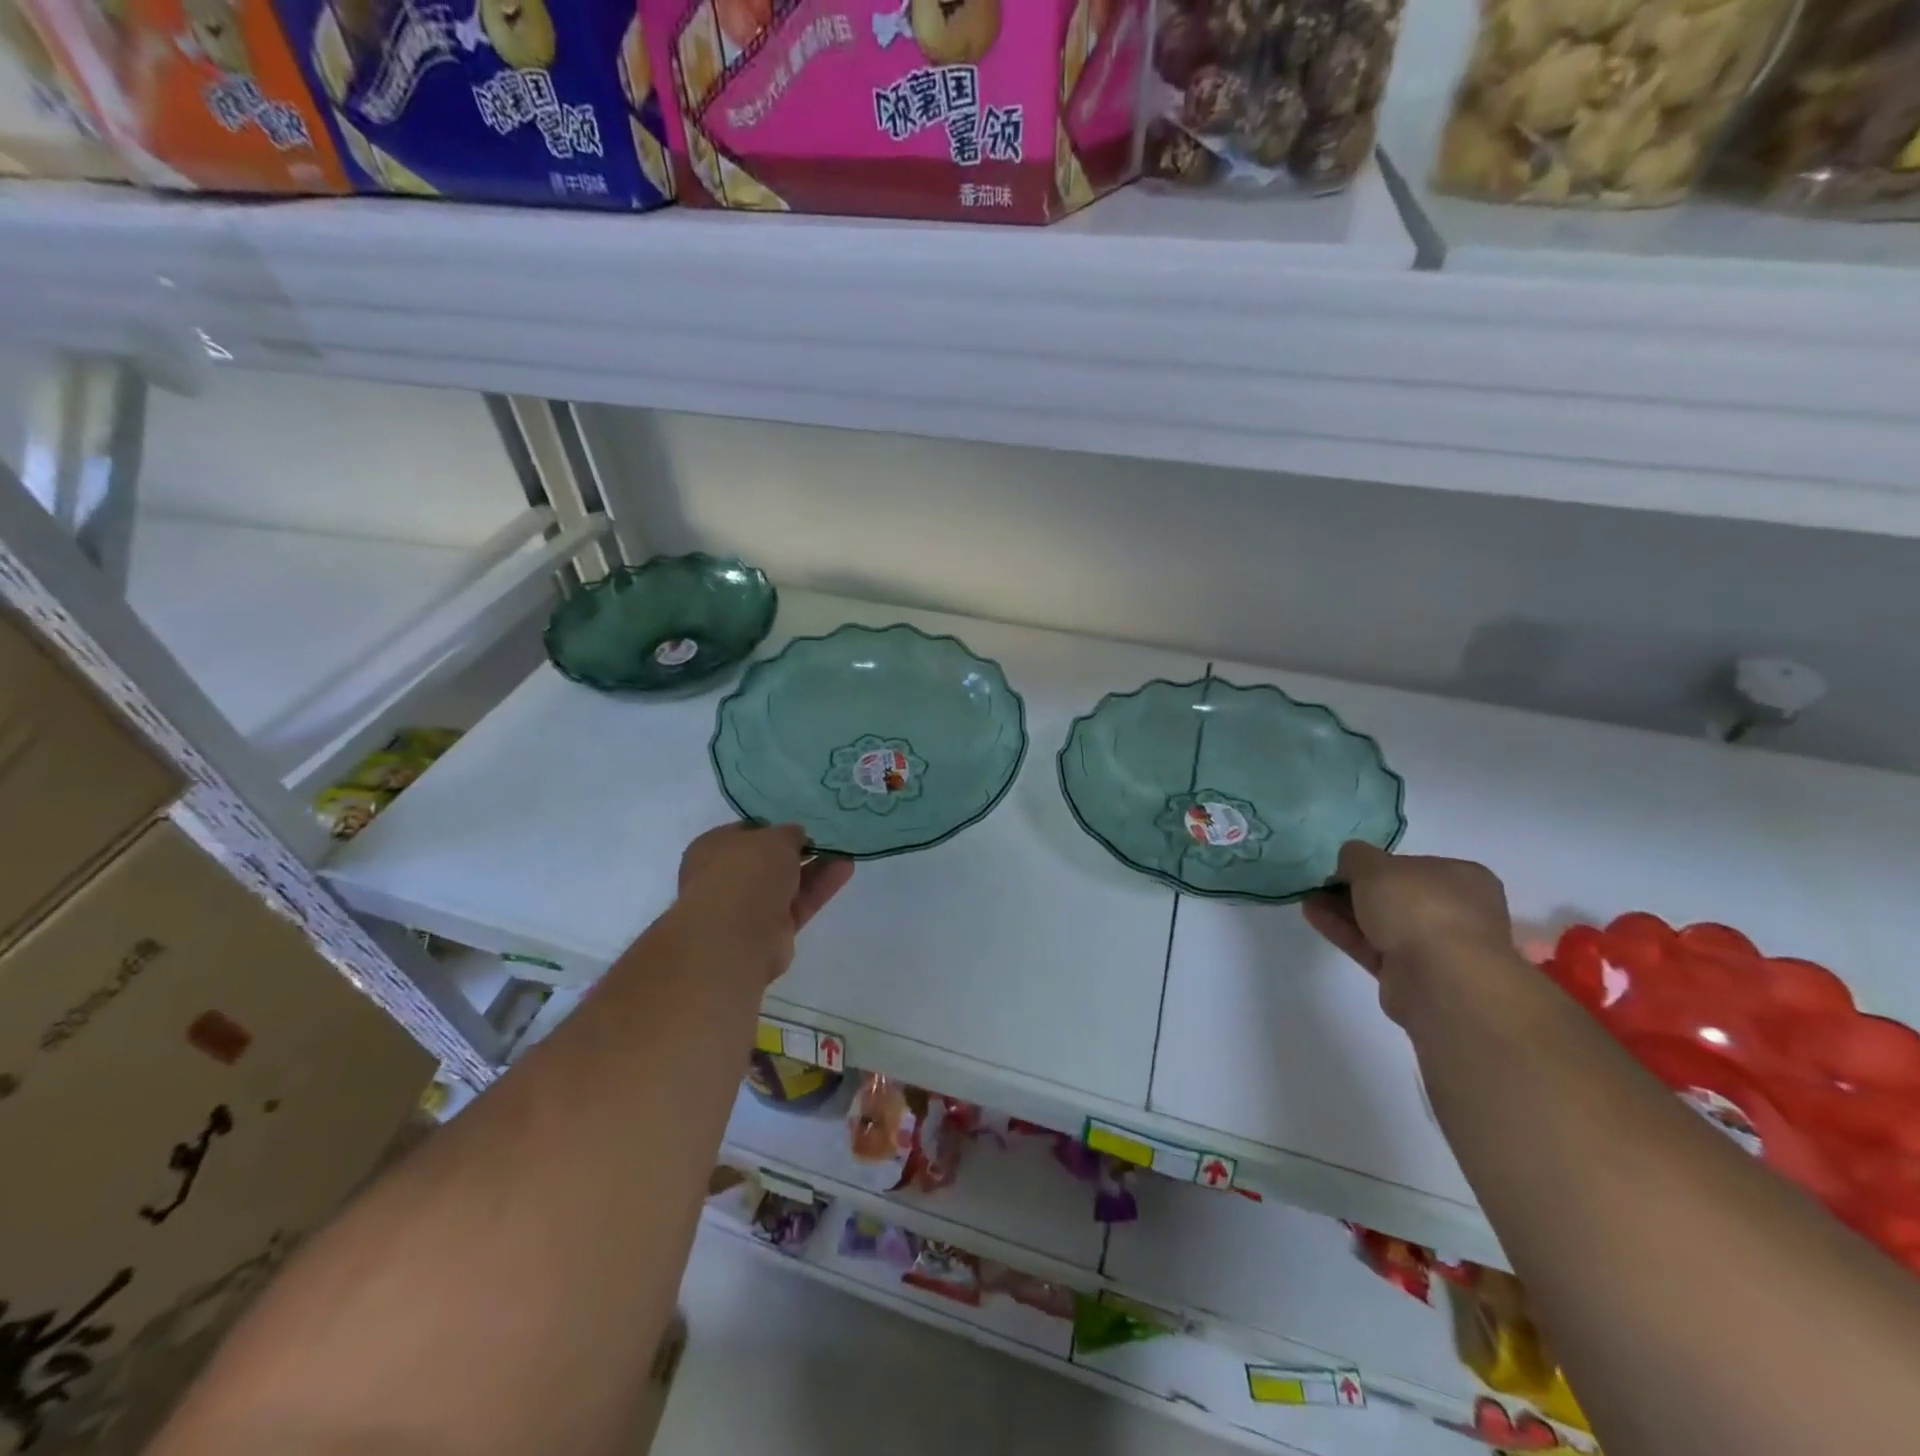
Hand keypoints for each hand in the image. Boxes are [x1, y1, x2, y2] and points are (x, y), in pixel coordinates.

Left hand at [675, 823, 853, 982]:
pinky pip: (798, 903)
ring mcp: (747, 907)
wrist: (736, 938)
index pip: (747, 832)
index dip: (775, 827)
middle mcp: (726, 877)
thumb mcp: (774, 838)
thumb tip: (796, 836)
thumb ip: (789, 834)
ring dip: (815, 868)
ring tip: (844, 852)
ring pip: (787, 882)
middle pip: (768, 860)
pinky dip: (819, 888)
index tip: (802, 824)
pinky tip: (845, 869)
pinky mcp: (770, 931)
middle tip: (827, 838)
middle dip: (798, 850)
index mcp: (714, 848)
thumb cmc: (746, 874)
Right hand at [1302, 841, 1515, 1023]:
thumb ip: (1356, 857)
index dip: (1377, 864)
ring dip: (1345, 910)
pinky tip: (1313, 916)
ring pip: (1382, 923)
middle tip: (1322, 884)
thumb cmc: (1418, 907)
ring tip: (1308, 898)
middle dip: (1356, 889)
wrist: (1441, 979)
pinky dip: (1345, 931)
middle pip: (1396, 896)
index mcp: (1462, 879)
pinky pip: (1372, 947)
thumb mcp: (1375, 865)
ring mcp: (1435, 947)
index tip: (1345, 866)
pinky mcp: (1412, 976)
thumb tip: (1350, 861)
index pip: (1414, 866)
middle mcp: (1455, 911)